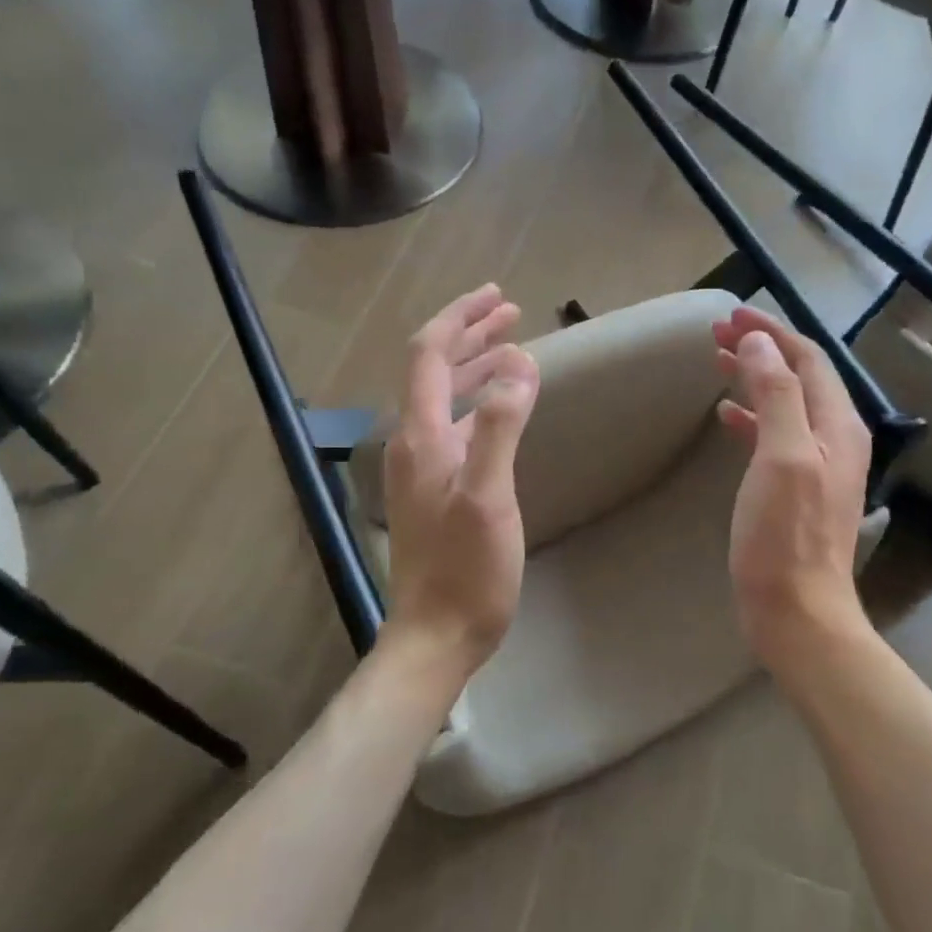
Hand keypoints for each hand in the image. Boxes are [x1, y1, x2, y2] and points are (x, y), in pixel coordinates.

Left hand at [382, 285, 539, 678]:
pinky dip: (477, 401)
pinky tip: (500, 408)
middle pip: (434, 370)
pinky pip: (453, 425)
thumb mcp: (489, 496)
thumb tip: (518, 364)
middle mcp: (412, 443)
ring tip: (513, 348)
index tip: (497, 296)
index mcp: (421, 436)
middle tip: (510, 312)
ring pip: (444, 398)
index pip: (430, 355)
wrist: (437, 635)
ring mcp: (420, 468)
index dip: (459, 319)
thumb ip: (499, 427)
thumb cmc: (466, 570)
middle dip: (470, 335)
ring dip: (475, 366)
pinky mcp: (433, 490)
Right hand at [714, 307, 872, 657]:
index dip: (772, 332)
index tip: (730, 316)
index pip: (808, 359)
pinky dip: (751, 417)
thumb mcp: (783, 456)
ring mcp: (817, 467)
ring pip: (786, 404)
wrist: (798, 611)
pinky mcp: (796, 490)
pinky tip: (726, 418)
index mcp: (837, 425)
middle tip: (718, 334)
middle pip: (799, 377)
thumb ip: (777, 396)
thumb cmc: (786, 535)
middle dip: (762, 349)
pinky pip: (775, 435)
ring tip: (719, 362)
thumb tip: (762, 345)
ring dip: (755, 378)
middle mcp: (834, 439)